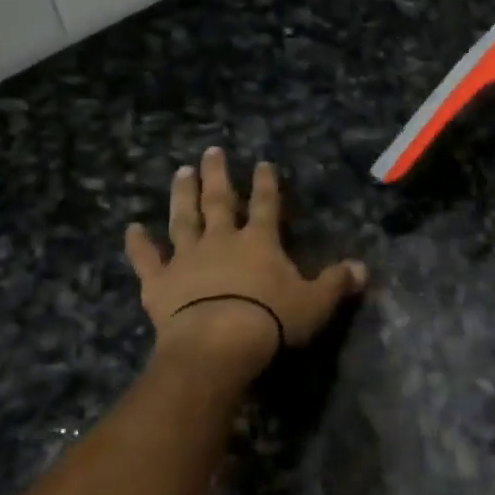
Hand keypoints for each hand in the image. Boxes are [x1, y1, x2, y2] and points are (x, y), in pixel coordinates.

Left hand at [125, 146, 366, 378]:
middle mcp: (222, 240)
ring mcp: (187, 258)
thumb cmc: (271, 321)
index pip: (265, 204)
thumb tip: (364, 269)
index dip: (266, 183)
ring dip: (181, 194)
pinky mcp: (160, 282)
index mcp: (259, 241)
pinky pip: (147, 259)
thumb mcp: (315, 303)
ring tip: (180, 171)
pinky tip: (130, 228)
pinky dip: (138, 244)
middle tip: (211, 150)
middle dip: (217, 174)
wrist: (218, 344)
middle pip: (219, 200)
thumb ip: (337, 283)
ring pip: (183, 218)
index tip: (263, 163)